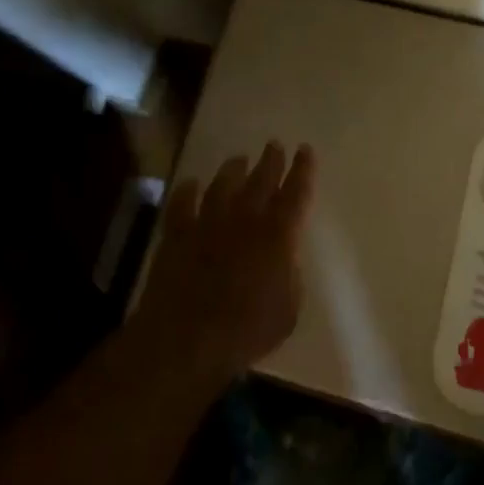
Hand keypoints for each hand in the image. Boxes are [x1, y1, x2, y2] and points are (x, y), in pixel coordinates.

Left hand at [137, 141, 316, 383]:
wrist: (187, 339)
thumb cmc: (246, 331)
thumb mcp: (288, 311)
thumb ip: (290, 278)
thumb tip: (285, 260)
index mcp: (278, 235)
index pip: (296, 193)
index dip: (303, 170)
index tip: (305, 150)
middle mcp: (245, 220)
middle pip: (261, 180)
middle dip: (271, 161)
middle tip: (274, 145)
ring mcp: (208, 223)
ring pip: (223, 185)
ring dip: (233, 170)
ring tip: (238, 159)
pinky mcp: (177, 235)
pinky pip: (182, 204)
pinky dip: (187, 191)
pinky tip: (191, 184)